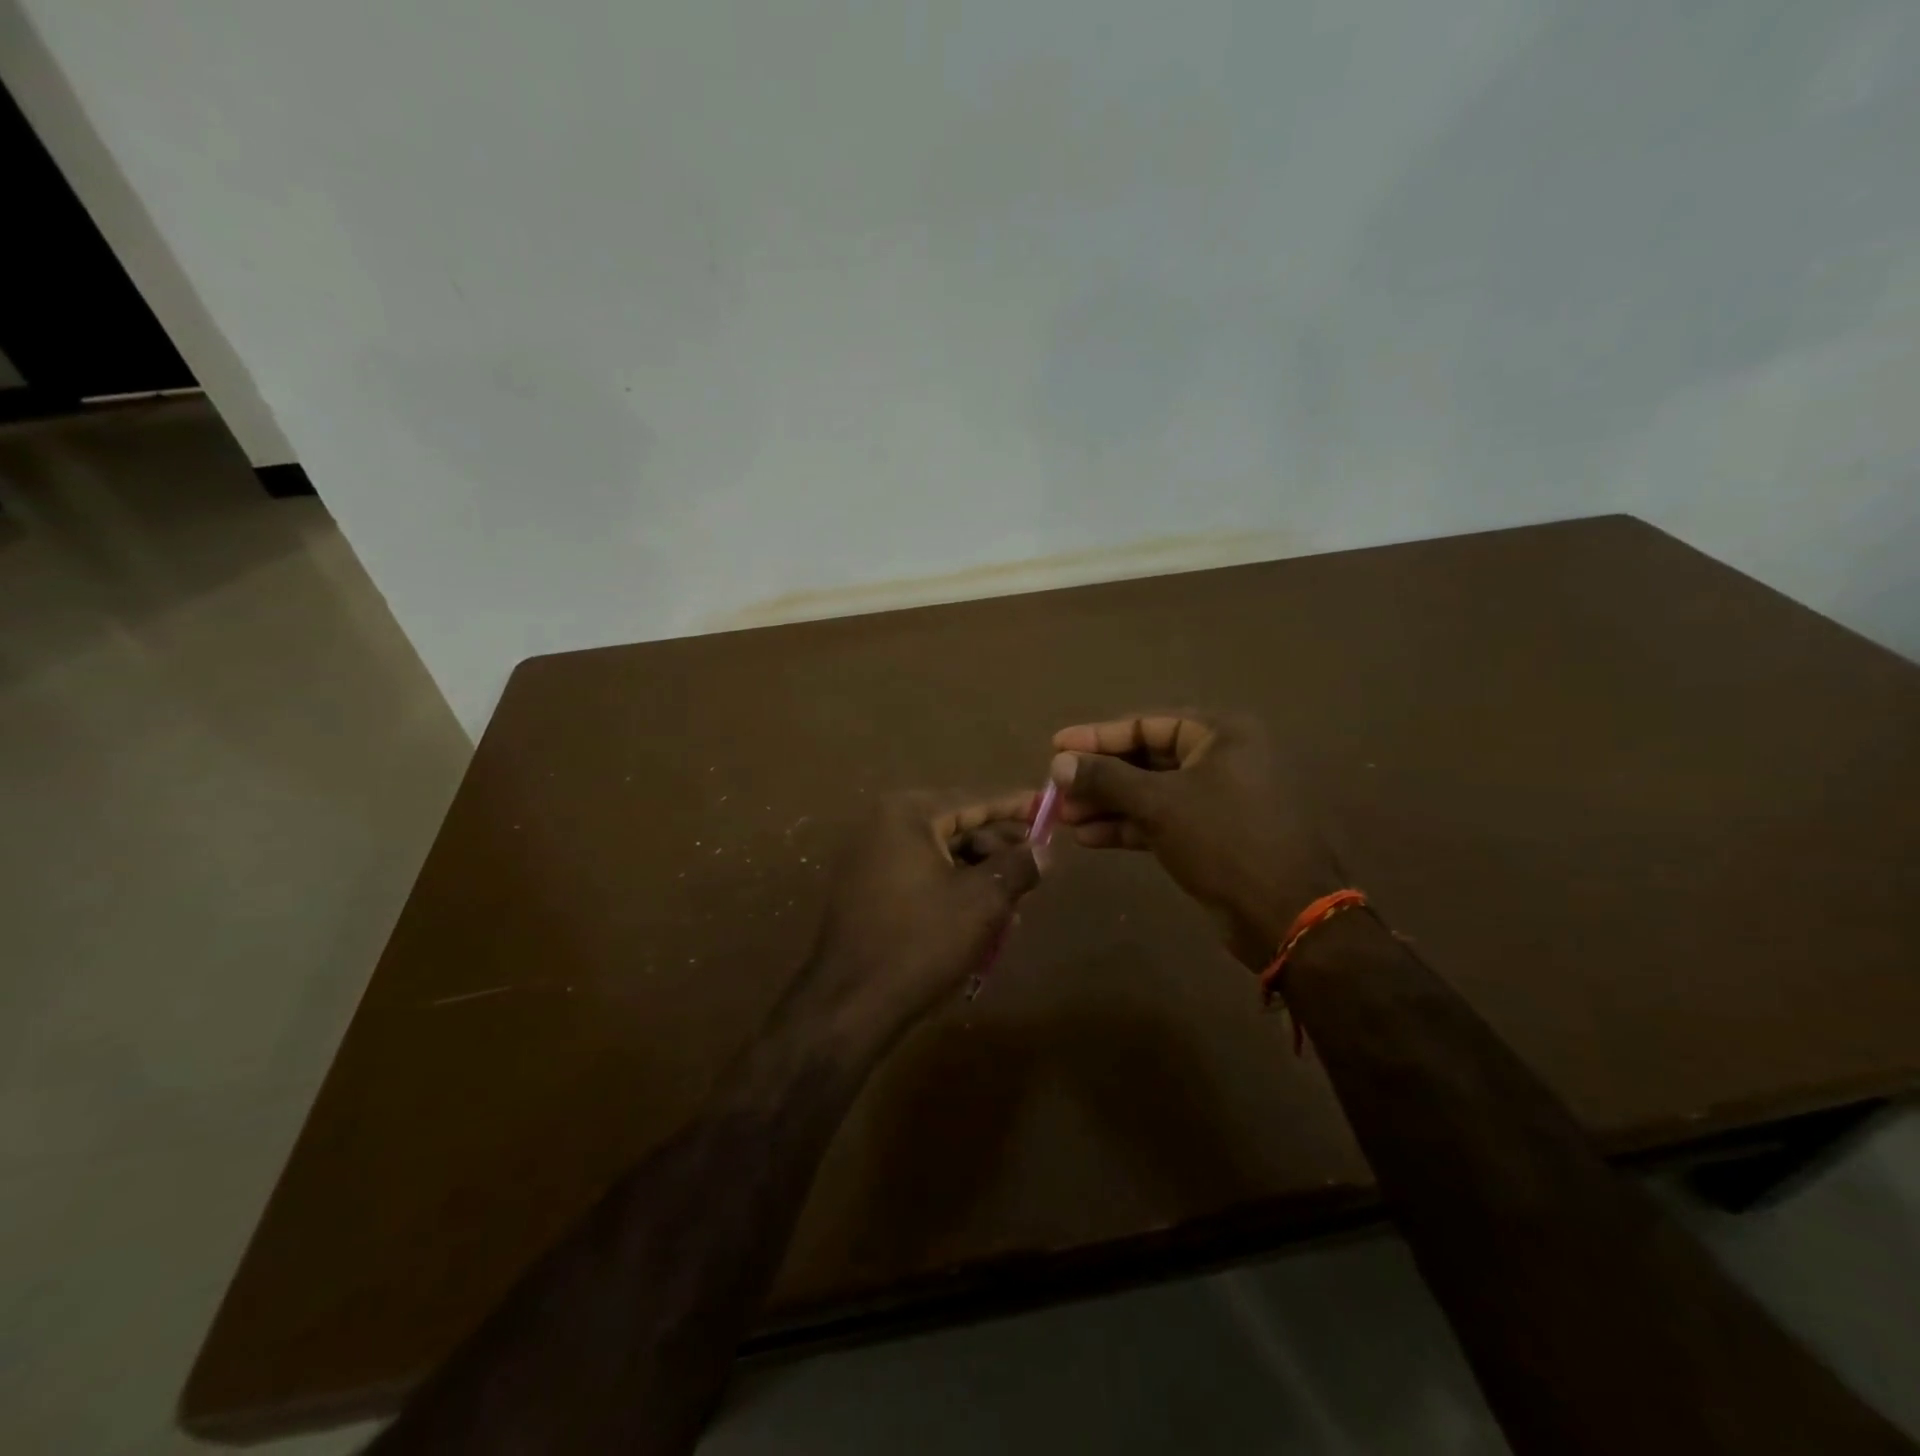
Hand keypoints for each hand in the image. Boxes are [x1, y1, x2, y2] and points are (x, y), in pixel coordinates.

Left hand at [798, 791, 1040, 1046]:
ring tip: (1016, 901)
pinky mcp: (866, 891)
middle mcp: (883, 826)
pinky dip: (953, 890)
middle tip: (1037, 865)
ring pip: (941, 856)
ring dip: (980, 874)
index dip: (1015, 806)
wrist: (851, 1004)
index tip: (1048, 807)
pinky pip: (921, 878)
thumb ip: (1018, 866)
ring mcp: (870, 859)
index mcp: (907, 815)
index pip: (974, 800)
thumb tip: (1043, 850)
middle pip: (957, 826)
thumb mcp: (983, 901)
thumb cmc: (922, 941)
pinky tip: (983, 917)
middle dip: (999, 848)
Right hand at [1050, 712, 1344, 968]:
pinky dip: (1127, 827)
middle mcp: (1221, 759)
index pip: (1147, 724)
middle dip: (1100, 777)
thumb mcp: (1159, 803)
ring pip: (1150, 793)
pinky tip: (1089, 837)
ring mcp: (1217, 800)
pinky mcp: (1210, 836)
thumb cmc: (1224, 840)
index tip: (1056, 746)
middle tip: (1056, 789)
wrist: (1283, 915)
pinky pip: (1161, 821)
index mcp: (1221, 735)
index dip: (1098, 736)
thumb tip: (1058, 762)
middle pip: (1146, 759)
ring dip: (1107, 805)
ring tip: (1064, 818)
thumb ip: (1106, 778)